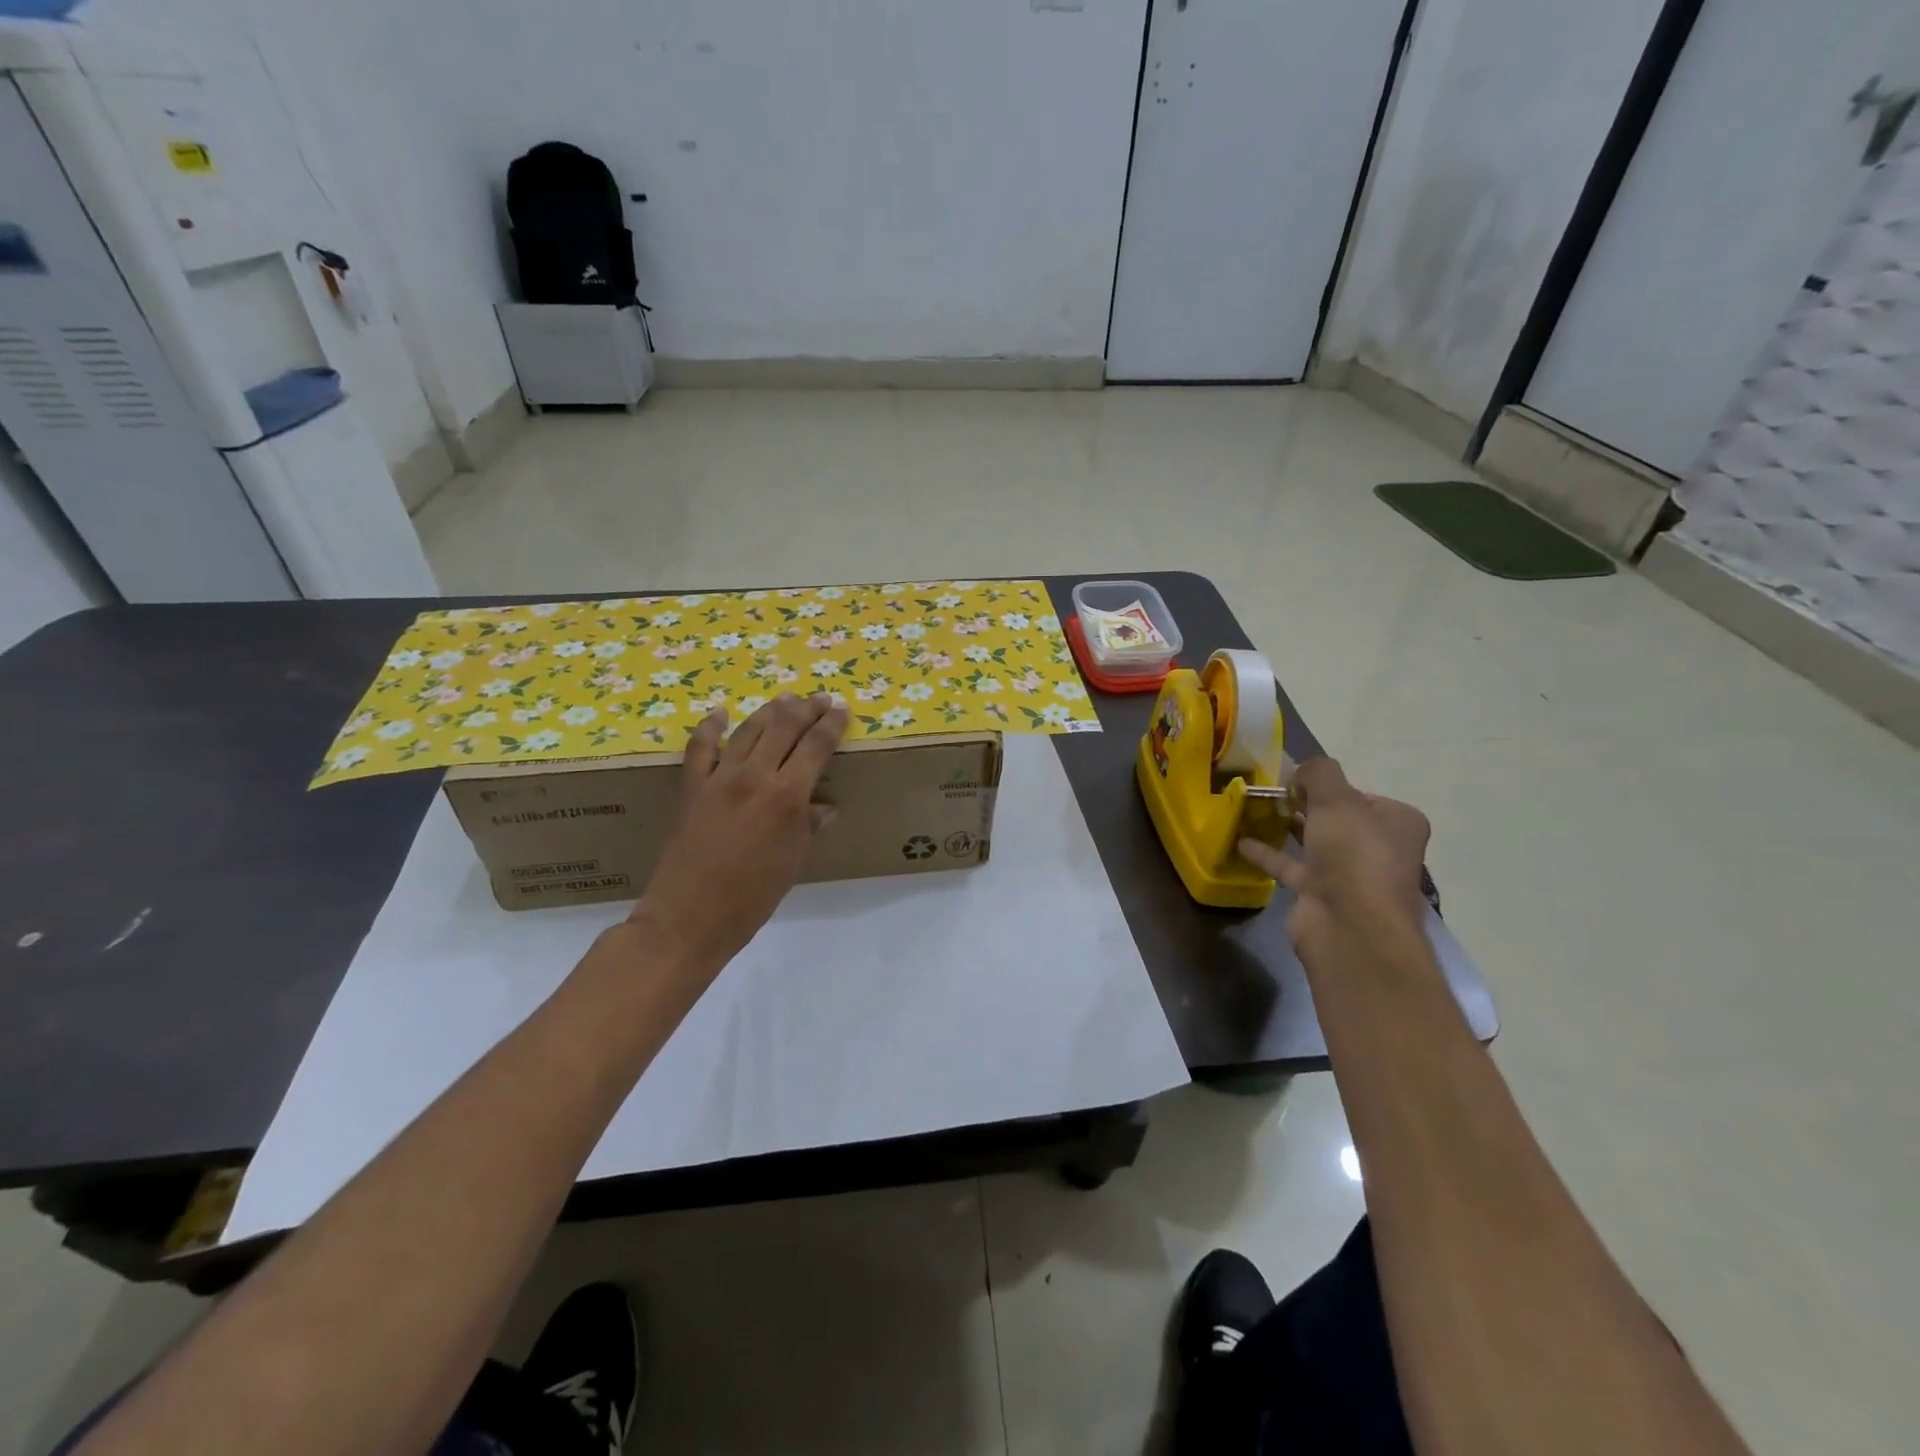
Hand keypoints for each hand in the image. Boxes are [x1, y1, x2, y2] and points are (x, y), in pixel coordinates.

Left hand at [629, 693, 848, 979]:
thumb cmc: (751, 898)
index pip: (816, 746)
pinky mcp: (691, 787)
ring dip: (769, 711)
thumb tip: (825, 806)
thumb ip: (808, 827)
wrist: (688, 917)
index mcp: (787, 796)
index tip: (841, 710)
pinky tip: (720, 713)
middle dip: (805, 709)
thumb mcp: (792, 863)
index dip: (831, 725)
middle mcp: (754, 776)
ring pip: (748, 730)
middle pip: (784, 728)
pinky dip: (711, 727)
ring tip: (785, 699)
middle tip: (819, 699)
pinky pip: (701, 748)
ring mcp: (719, 778)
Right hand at [1239, 756, 1429, 958]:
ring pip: (1312, 841)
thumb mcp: (1337, 800)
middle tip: (1267, 789)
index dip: (1325, 783)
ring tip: (1252, 808)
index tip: (1291, 776)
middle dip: (1302, 803)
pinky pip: (1291, 866)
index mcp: (1396, 822)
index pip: (1358, 793)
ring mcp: (1349, 874)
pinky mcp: (1320, 894)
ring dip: (1285, 826)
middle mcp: (1377, 847)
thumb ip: (1318, 773)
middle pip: (1334, 817)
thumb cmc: (1354, 855)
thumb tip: (1300, 768)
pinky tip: (1240, 841)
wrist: (1350, 927)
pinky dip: (1268, 853)